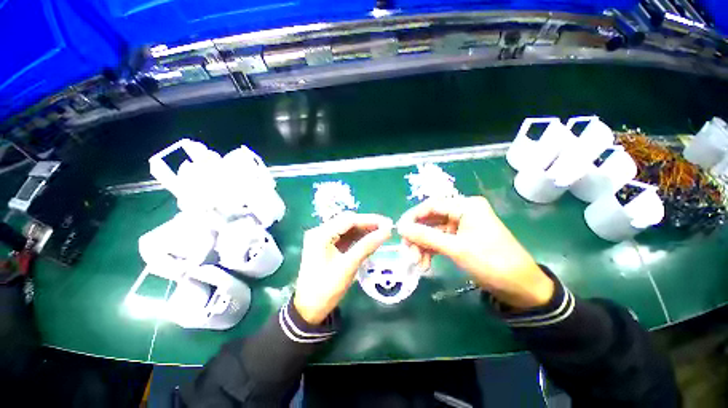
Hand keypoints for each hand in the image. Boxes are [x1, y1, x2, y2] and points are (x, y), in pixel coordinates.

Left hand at [293, 212, 392, 323]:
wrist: (308, 310)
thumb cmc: (326, 289)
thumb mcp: (348, 266)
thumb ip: (367, 246)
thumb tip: (387, 231)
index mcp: (321, 234)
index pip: (349, 220)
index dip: (370, 220)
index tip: (388, 223)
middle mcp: (320, 232)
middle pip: (348, 222)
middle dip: (368, 224)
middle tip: (387, 228)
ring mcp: (322, 239)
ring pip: (347, 229)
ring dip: (364, 230)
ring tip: (382, 233)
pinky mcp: (326, 246)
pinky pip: (345, 237)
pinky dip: (358, 238)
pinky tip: (370, 240)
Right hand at [397, 196, 553, 309]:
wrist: (522, 288)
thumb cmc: (492, 263)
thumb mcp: (456, 249)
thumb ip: (426, 236)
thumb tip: (400, 227)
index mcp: (466, 206)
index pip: (431, 205)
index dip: (413, 217)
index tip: (400, 231)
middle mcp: (462, 212)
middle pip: (431, 220)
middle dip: (418, 236)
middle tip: (408, 252)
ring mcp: (461, 226)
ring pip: (433, 232)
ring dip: (423, 246)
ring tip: (417, 263)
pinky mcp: (461, 239)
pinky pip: (440, 241)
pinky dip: (431, 251)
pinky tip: (425, 264)